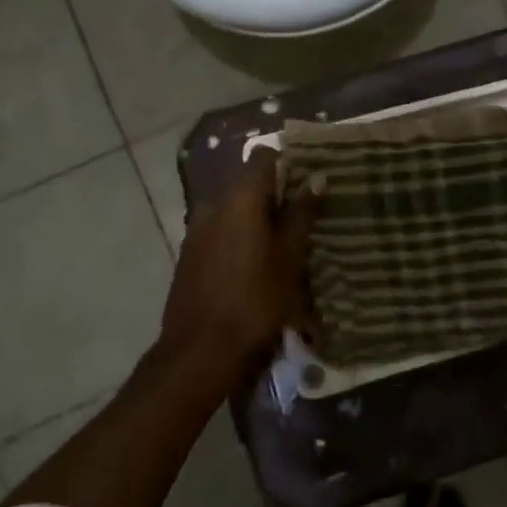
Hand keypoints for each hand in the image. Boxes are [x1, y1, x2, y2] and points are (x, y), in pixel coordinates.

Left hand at [159, 152, 316, 383]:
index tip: (308, 180)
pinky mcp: (190, 252)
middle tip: (303, 215)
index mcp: (240, 198)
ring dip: (256, 217)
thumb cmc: (255, 300)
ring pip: (233, 207)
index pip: (263, 157)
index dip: (287, 162)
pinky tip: (256, 261)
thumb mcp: (289, 258)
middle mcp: (213, 203)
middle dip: (275, 194)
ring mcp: (197, 228)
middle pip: (248, 182)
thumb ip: (301, 214)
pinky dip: (239, 234)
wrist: (200, 350)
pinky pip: (220, 228)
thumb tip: (316, 177)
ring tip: (283, 242)